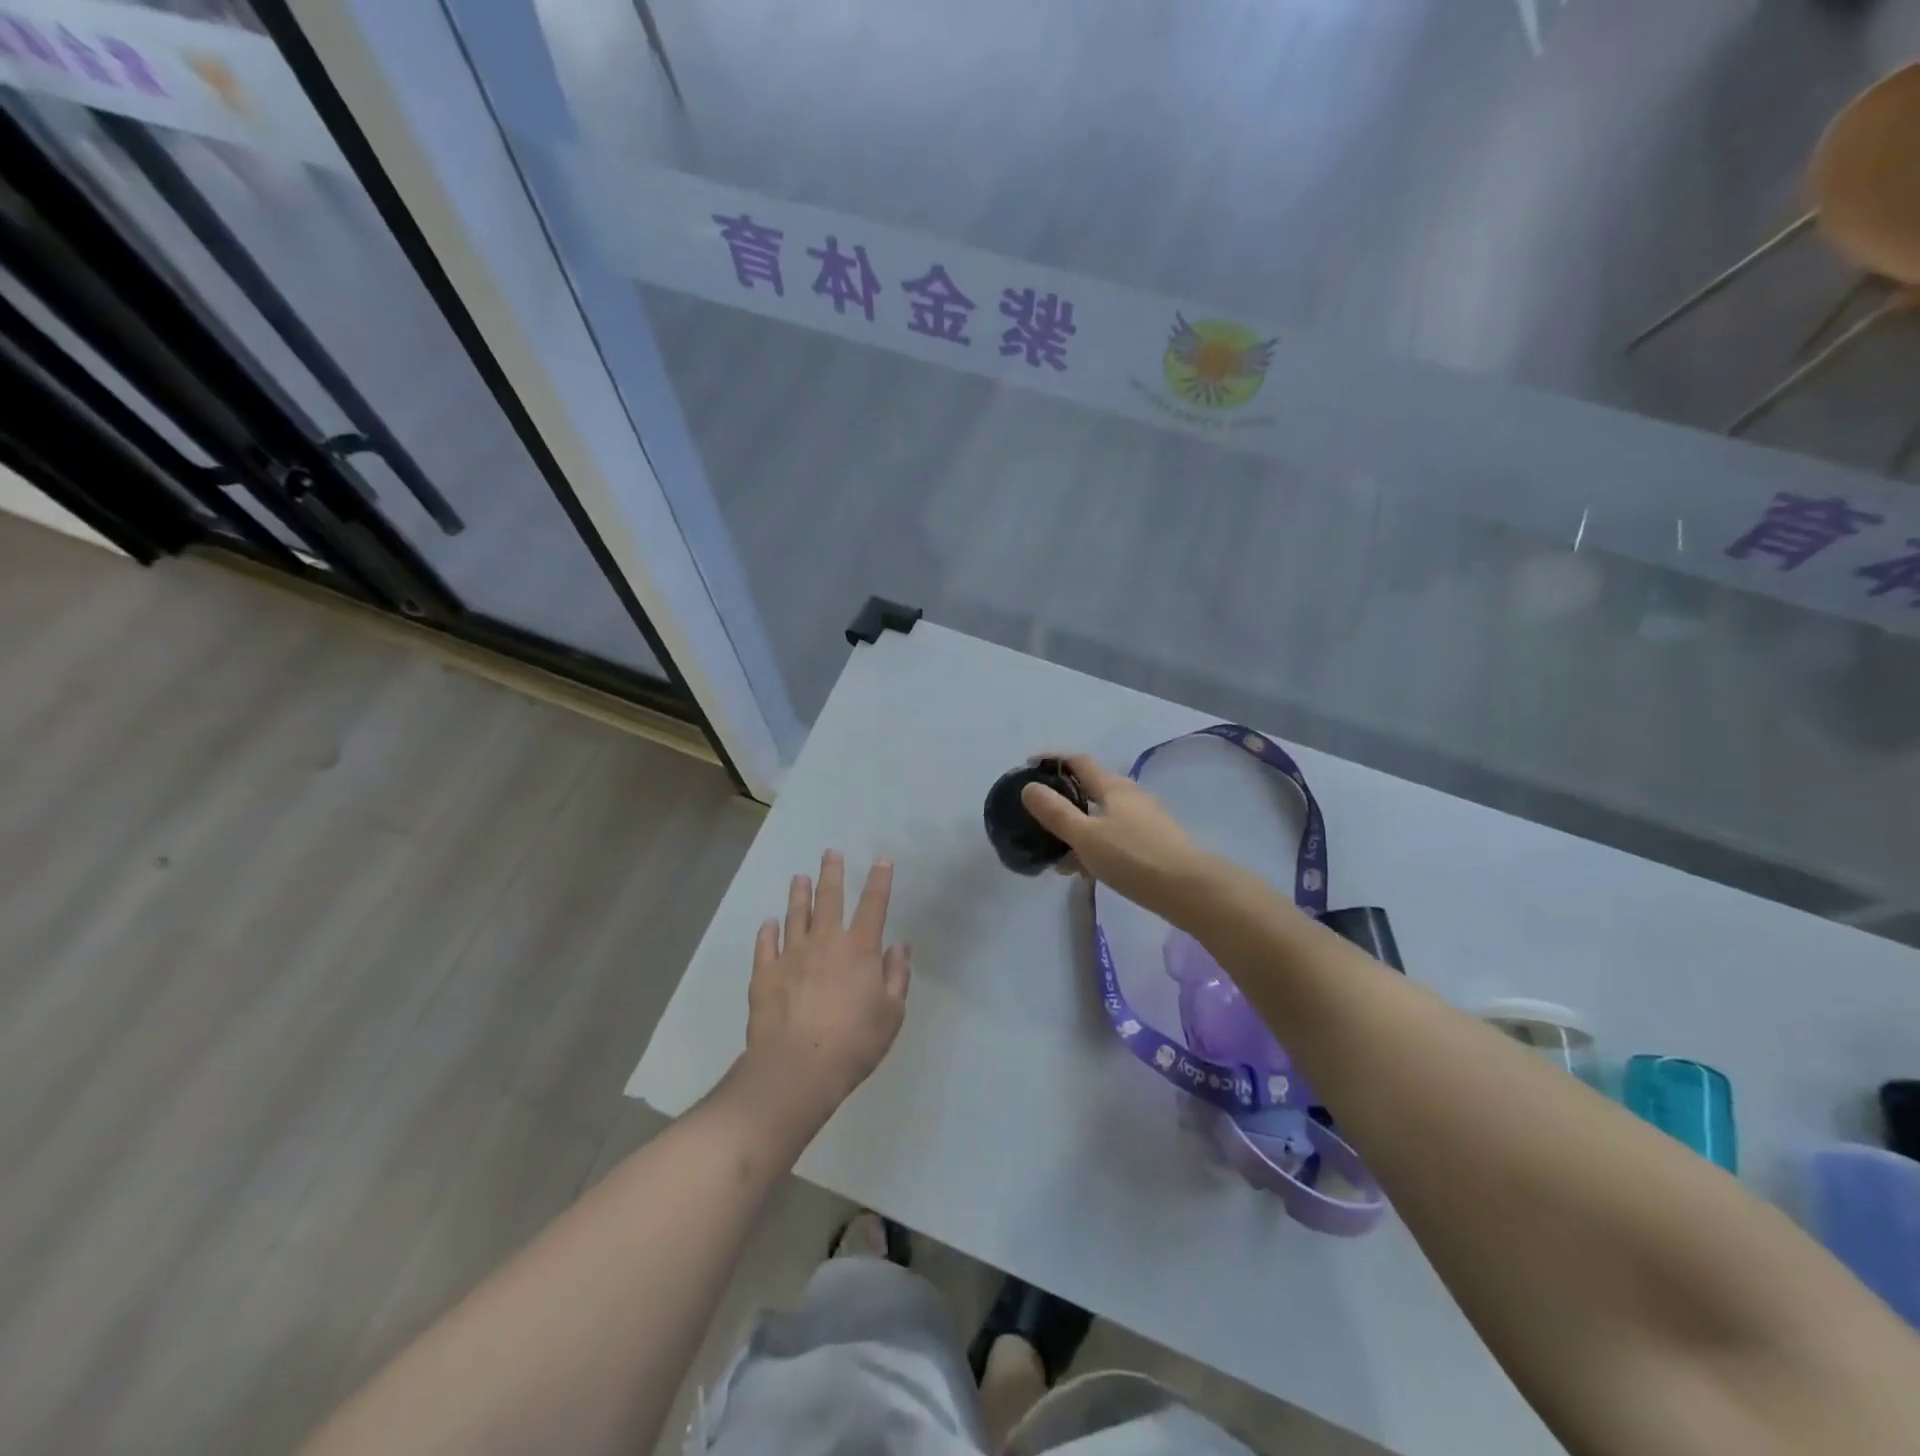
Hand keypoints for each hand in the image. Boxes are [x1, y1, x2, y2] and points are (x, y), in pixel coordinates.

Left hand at [743, 850, 910, 1119]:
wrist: (796, 1069)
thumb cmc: (854, 1043)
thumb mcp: (891, 1014)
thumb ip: (896, 976)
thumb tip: (899, 945)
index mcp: (859, 949)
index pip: (873, 905)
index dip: (879, 880)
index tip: (881, 860)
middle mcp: (824, 942)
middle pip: (829, 899)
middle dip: (832, 873)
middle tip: (830, 852)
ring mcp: (790, 956)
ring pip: (795, 916)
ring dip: (798, 895)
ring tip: (798, 877)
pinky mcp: (764, 974)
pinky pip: (765, 945)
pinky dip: (767, 931)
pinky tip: (768, 922)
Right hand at [1021, 753, 1211, 919]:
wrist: (1190, 890)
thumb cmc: (1133, 858)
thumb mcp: (1086, 836)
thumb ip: (1056, 813)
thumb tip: (1029, 787)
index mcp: (1114, 787)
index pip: (1079, 762)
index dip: (1053, 760)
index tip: (1029, 766)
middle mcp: (1131, 796)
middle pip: (1090, 790)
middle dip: (1064, 801)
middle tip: (1040, 818)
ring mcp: (1145, 820)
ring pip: (1102, 818)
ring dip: (1078, 831)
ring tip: (1059, 857)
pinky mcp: (1154, 843)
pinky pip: (1114, 837)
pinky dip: (1095, 847)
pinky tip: (1087, 871)